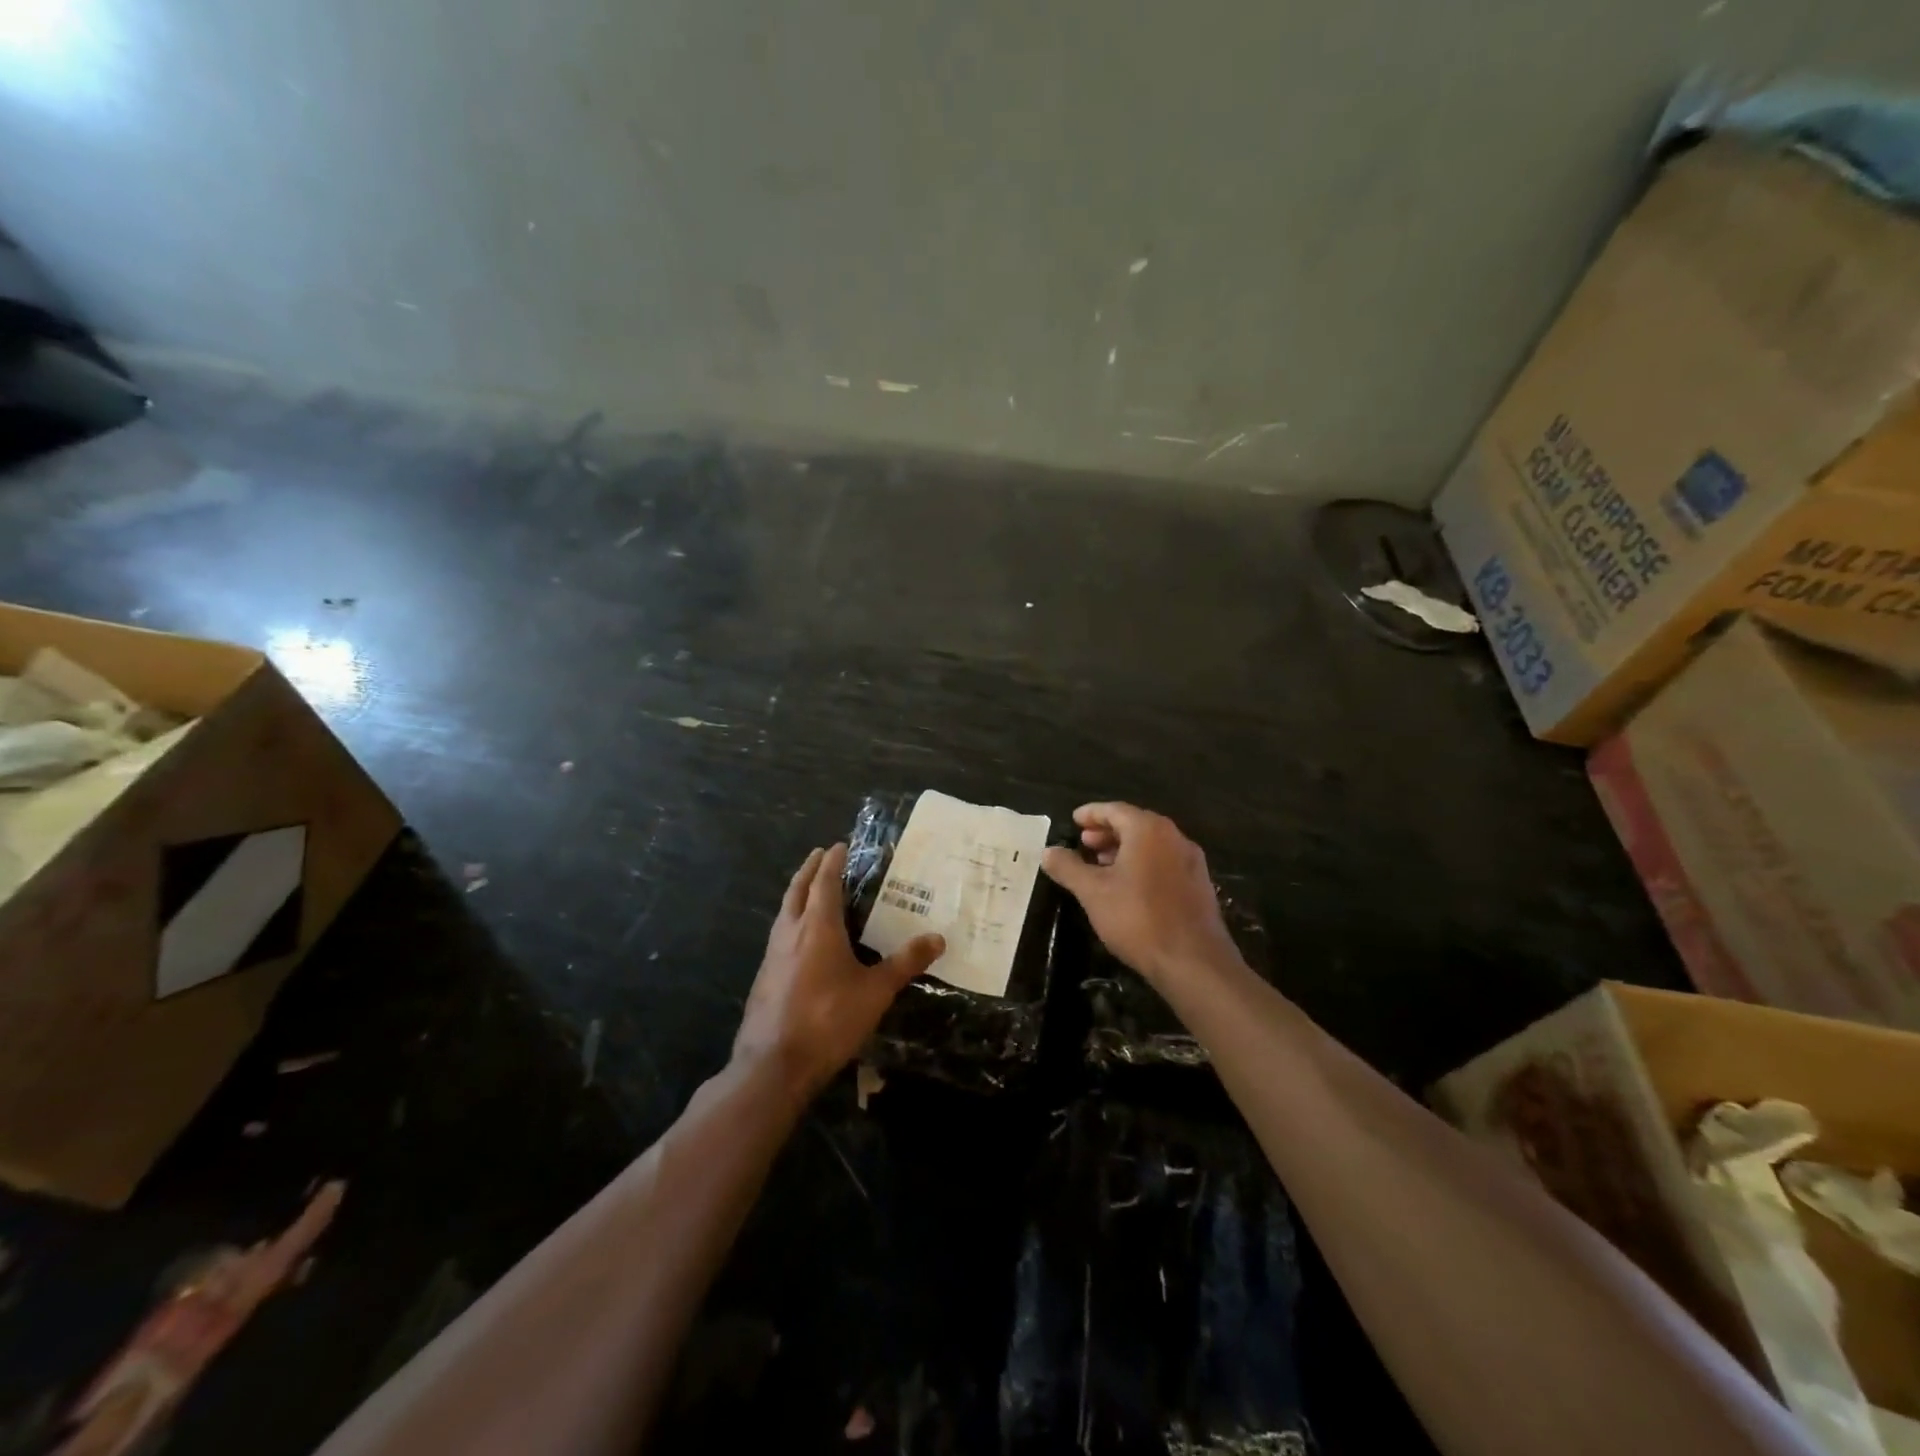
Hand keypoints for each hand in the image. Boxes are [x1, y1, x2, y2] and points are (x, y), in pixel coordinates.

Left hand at [733, 843, 944, 1099]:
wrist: (774, 1064)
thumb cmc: (828, 1019)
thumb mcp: (875, 992)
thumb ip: (905, 963)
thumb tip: (938, 938)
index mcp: (817, 927)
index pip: (824, 883)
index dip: (832, 862)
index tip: (838, 846)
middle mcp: (790, 932)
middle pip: (797, 890)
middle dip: (809, 870)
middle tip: (819, 855)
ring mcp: (772, 955)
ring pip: (784, 911)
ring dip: (797, 894)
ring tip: (809, 890)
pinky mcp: (764, 977)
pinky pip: (779, 935)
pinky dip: (791, 921)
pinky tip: (800, 939)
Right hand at [1041, 803, 1239, 987]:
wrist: (1194, 962)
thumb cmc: (1138, 918)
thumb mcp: (1093, 892)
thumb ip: (1068, 868)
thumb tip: (1047, 851)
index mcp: (1149, 830)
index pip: (1115, 810)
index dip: (1091, 813)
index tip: (1074, 820)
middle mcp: (1174, 837)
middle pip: (1135, 824)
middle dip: (1107, 832)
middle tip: (1084, 843)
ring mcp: (1191, 862)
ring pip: (1152, 845)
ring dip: (1124, 849)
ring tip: (1101, 865)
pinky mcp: (1199, 885)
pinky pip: (1165, 862)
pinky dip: (1143, 864)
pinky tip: (1128, 887)